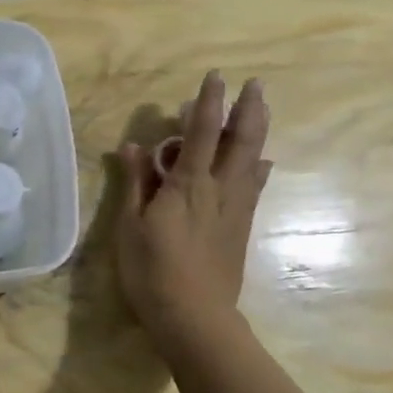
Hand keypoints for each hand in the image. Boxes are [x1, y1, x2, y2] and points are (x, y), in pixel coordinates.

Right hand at [116, 72, 271, 352]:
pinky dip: (258, 167)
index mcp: (187, 186)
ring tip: (262, 109)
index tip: (216, 77)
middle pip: (240, 141)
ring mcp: (235, 209)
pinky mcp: (241, 228)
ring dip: (258, 131)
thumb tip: (134, 146)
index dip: (208, 104)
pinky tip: (262, 162)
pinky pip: (254, 187)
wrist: (193, 316)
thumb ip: (135, 183)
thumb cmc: (151, 270)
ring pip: (252, 160)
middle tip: (255, 84)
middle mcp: (218, 190)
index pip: (201, 134)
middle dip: (248, 109)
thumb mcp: (130, 226)